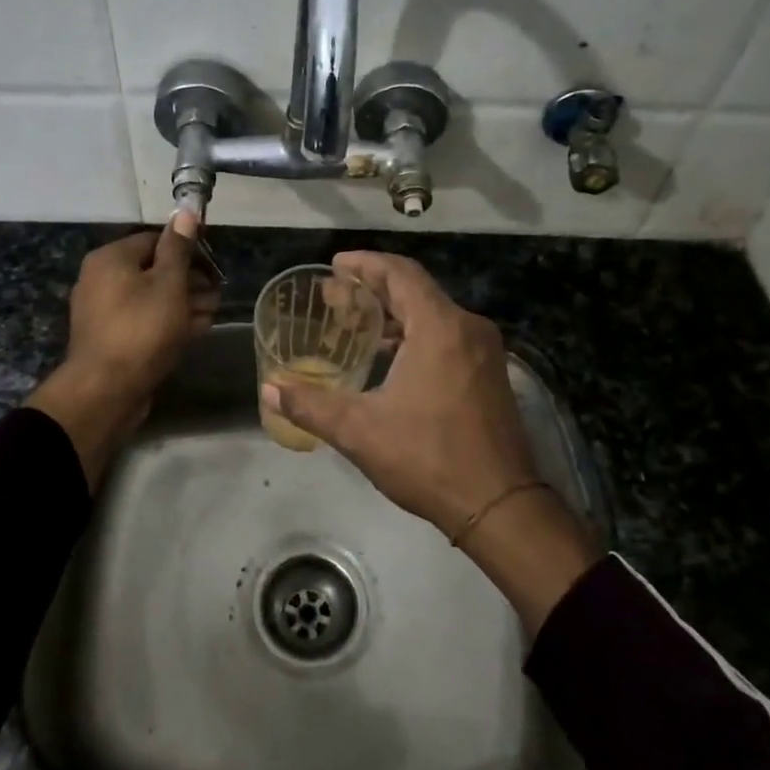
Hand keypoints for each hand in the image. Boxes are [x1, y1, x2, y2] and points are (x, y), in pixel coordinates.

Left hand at [26, 212, 218, 488]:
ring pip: (151, 298)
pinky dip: (169, 322)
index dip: (188, 250)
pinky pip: (144, 322)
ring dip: (184, 302)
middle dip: (189, 280)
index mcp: (111, 258)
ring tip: (212, 311)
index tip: (214, 265)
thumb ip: (178, 248)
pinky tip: (195, 329)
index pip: (154, 240)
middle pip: (153, 270)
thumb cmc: (142, 328)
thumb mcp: (168, 283)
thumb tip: (185, 211)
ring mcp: (105, 312)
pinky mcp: (113, 339)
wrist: (106, 390)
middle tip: (218, 292)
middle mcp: (102, 280)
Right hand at [262, 251, 600, 629]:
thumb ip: (311, 405)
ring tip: (357, 324)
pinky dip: (416, 334)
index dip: (365, 263)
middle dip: (374, 288)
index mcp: (439, 327)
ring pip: (434, 314)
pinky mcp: (490, 374)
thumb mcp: (360, 431)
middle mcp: (467, 328)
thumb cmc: (428, 458)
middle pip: (416, 290)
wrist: (500, 505)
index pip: (400, 273)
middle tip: (336, 296)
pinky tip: (390, 358)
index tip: (336, 265)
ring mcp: (484, 352)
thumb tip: (270, 389)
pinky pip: (448, 336)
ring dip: (395, 314)